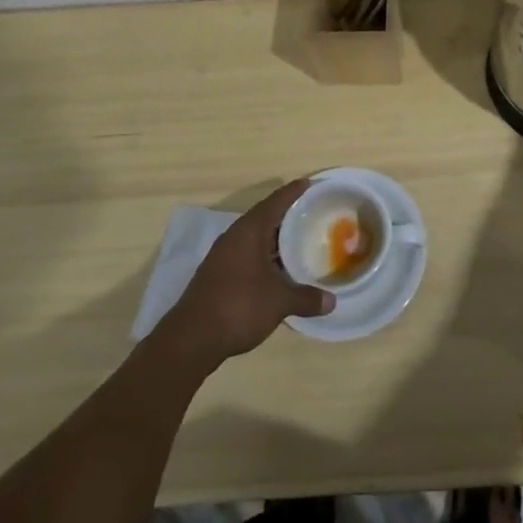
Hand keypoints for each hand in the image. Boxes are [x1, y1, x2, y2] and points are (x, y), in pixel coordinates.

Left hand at [161, 179, 334, 365]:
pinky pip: (248, 254)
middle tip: (315, 213)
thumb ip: (306, 298)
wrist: (191, 340)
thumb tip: (332, 301)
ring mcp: (223, 256)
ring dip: (277, 238)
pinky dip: (266, 255)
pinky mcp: (219, 274)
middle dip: (289, 214)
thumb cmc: (239, 306)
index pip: (276, 201)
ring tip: (302, 239)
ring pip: (256, 237)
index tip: (313, 183)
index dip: (295, 191)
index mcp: (249, 230)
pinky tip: (280, 269)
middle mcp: (235, 236)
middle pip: (266, 216)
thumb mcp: (279, 302)